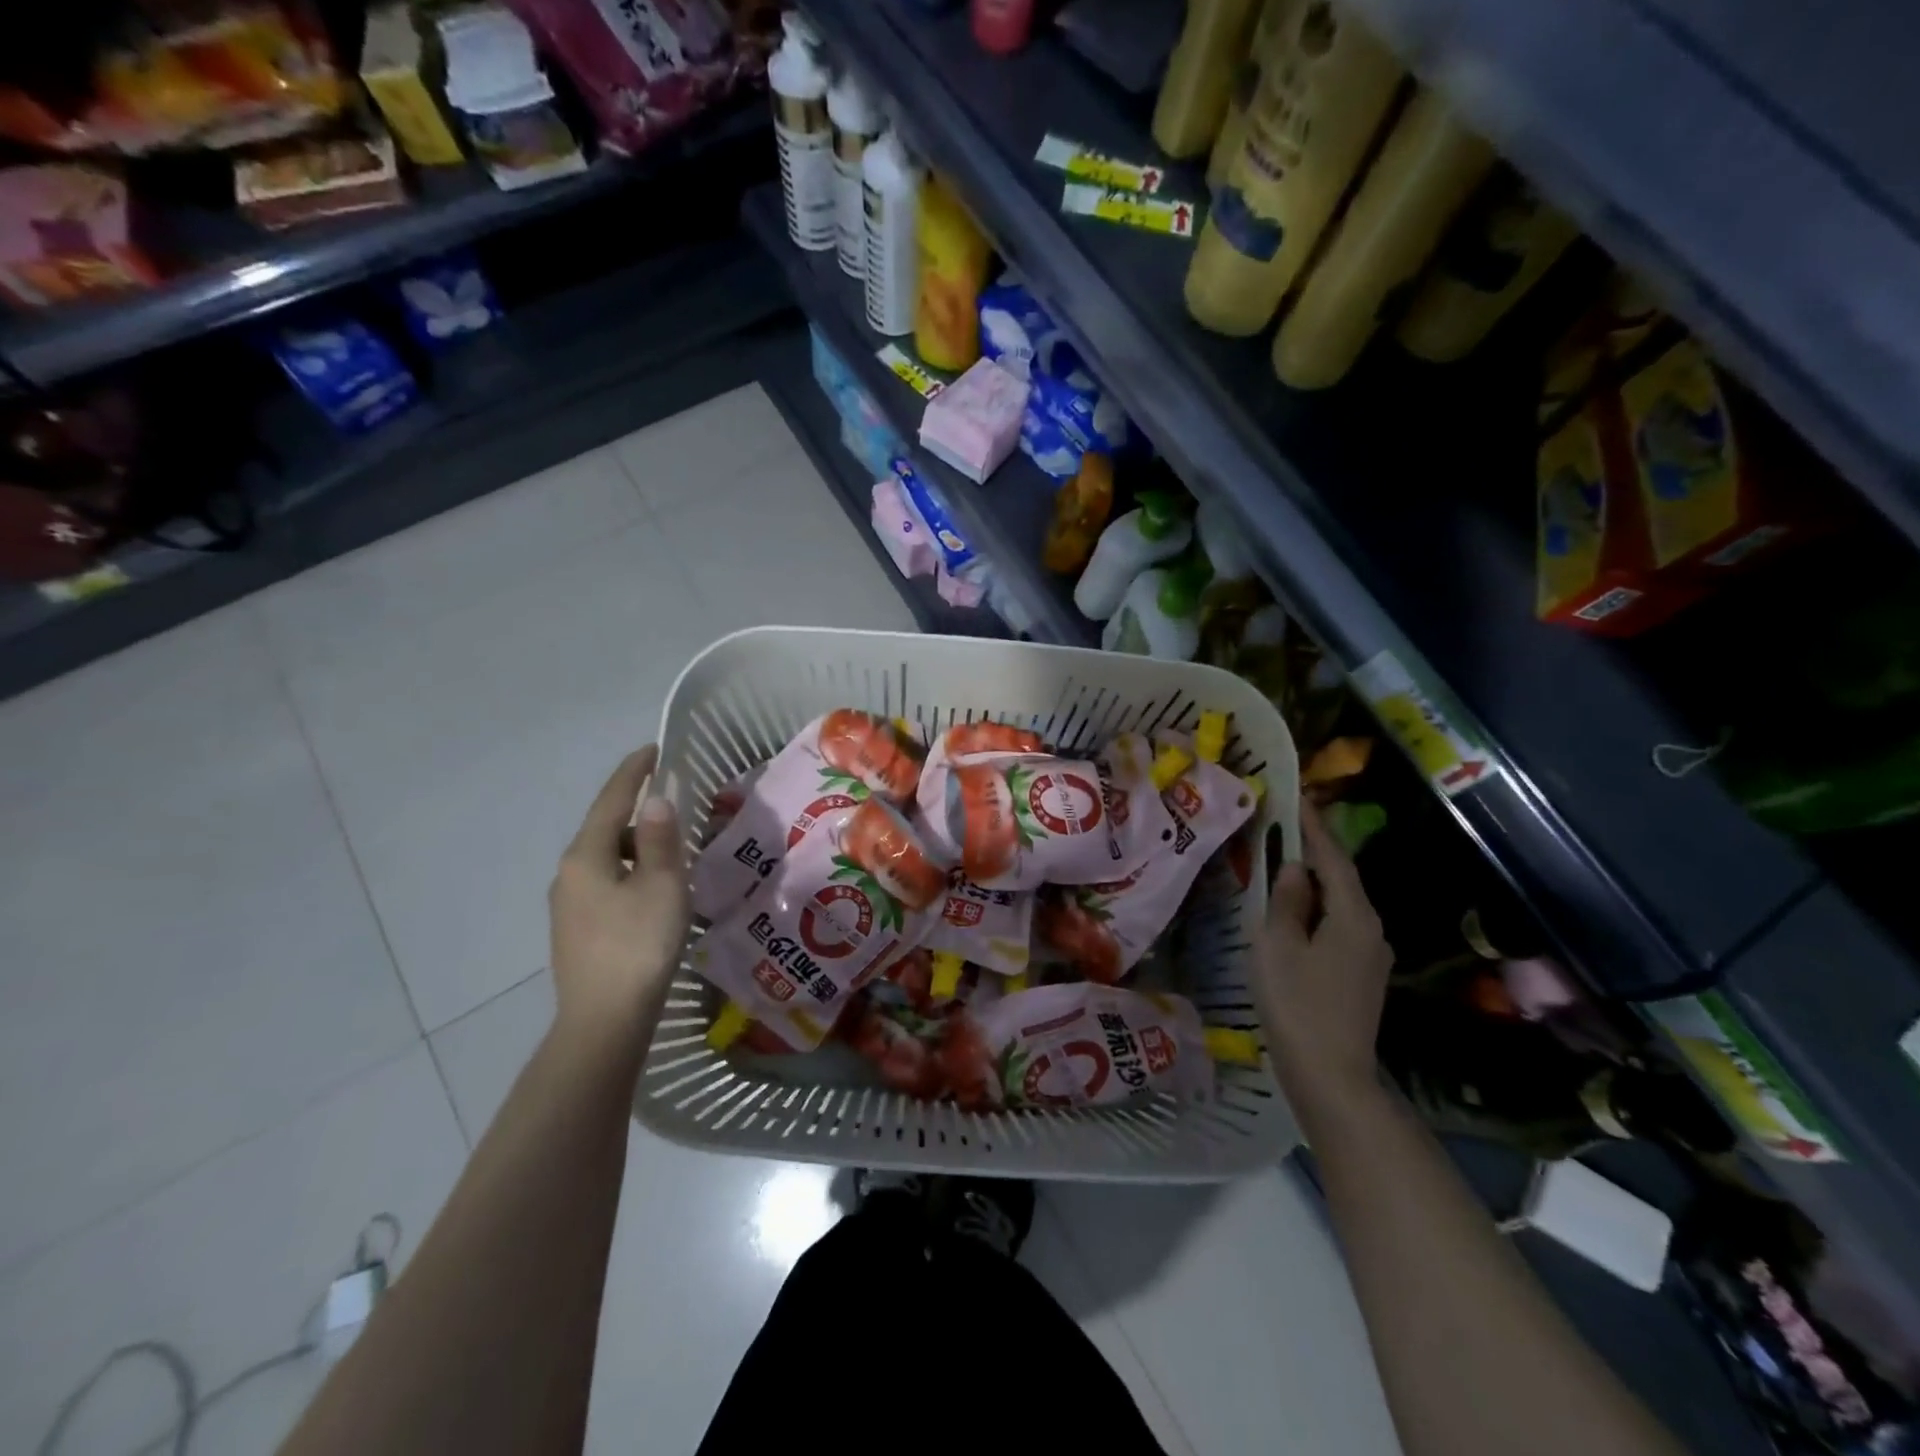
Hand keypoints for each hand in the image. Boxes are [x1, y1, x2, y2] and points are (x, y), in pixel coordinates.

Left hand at [549, 746, 688, 1047]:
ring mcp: (568, 904)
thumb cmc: (639, 945)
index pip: (612, 800)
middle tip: (676, 805)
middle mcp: (569, 873)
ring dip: (636, 847)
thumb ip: (661, 839)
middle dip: (638, 811)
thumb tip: (657, 799)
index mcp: (587, 856)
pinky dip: (630, 873)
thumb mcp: (663, 886)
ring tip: (673, 852)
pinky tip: (653, 892)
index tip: (654, 748)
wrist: (604, 1022)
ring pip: (606, 859)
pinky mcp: (576, 930)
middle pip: (605, 828)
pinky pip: (605, 883)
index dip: (634, 771)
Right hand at [1252, 799, 1394, 1109]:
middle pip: (1342, 880)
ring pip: (1341, 906)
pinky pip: (1339, 928)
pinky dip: (1317, 912)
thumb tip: (1293, 869)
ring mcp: (1370, 957)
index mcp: (1353, 916)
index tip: (1299, 797)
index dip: (1315, 827)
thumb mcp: (1278, 945)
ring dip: (1314, 884)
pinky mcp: (1361, 978)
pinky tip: (1295, 917)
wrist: (1331, 1076)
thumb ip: (1286, 901)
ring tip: (1283, 867)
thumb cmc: (1297, 1004)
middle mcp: (1372, 930)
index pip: (1333, 858)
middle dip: (1315, 853)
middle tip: (1285, 828)